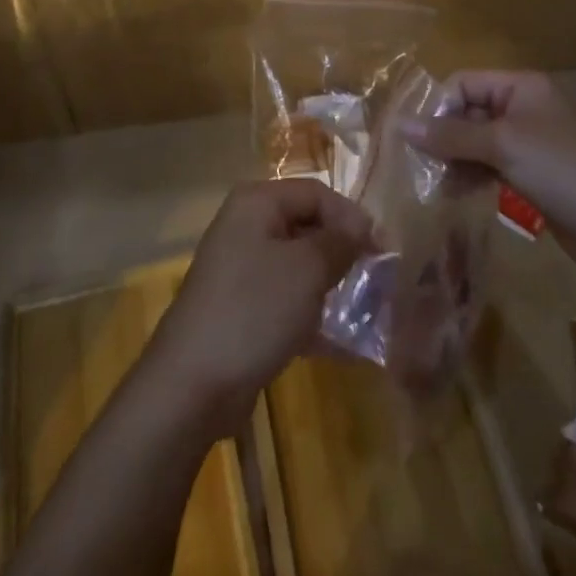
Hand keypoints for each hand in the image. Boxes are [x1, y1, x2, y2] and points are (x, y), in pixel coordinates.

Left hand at [143, 179, 374, 437]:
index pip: (316, 193)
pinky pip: (285, 299)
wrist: (193, 381)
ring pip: (297, 265)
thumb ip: (339, 242)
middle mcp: (246, 225)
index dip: (351, 217)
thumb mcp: (307, 269)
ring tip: (363, 311)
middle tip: (376, 281)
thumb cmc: (255, 309)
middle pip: (306, 226)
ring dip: (330, 285)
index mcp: (257, 202)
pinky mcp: (241, 307)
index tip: (382, 251)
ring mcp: (240, 268)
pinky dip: (311, 314)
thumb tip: (361, 227)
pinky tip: (339, 343)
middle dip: (342, 252)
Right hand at [402, 70, 575, 277]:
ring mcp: (529, 143)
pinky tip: (456, 194)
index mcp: (520, 87)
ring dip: (455, 160)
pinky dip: (472, 176)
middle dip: (444, 137)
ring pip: (477, 142)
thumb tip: (400, 123)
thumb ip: (449, 134)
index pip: (464, 83)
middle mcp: (523, 108)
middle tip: (421, 165)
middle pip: (469, 112)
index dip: (439, 106)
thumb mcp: (500, 145)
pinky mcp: (532, 175)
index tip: (419, 138)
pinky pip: (491, 166)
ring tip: (436, 185)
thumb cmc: (558, 168)